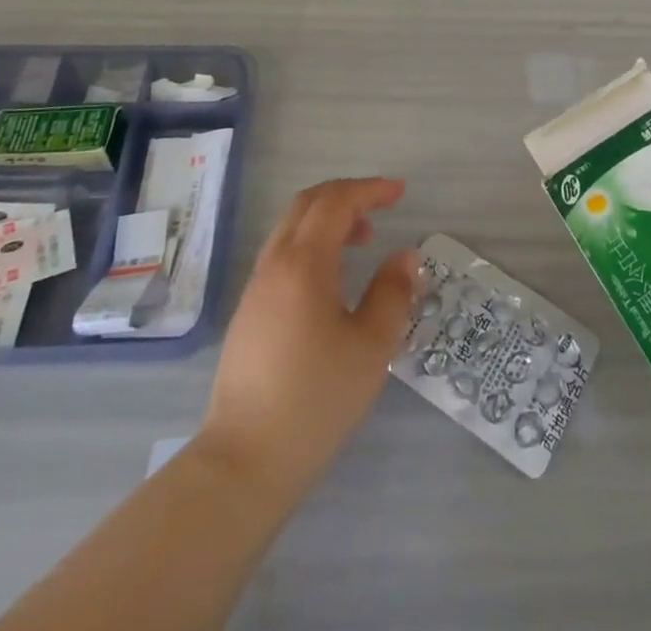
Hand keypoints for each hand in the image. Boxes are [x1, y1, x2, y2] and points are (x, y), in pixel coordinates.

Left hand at [199, 178, 414, 497]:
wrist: (244, 461)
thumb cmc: (315, 400)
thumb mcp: (371, 347)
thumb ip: (392, 293)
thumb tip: (406, 256)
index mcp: (304, 264)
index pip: (336, 202)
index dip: (370, 190)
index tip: (400, 192)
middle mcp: (275, 263)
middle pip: (308, 204)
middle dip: (347, 195)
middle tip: (382, 206)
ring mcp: (256, 287)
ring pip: (291, 227)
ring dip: (328, 219)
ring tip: (364, 239)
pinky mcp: (249, 311)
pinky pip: (282, 252)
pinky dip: (312, 242)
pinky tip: (332, 277)